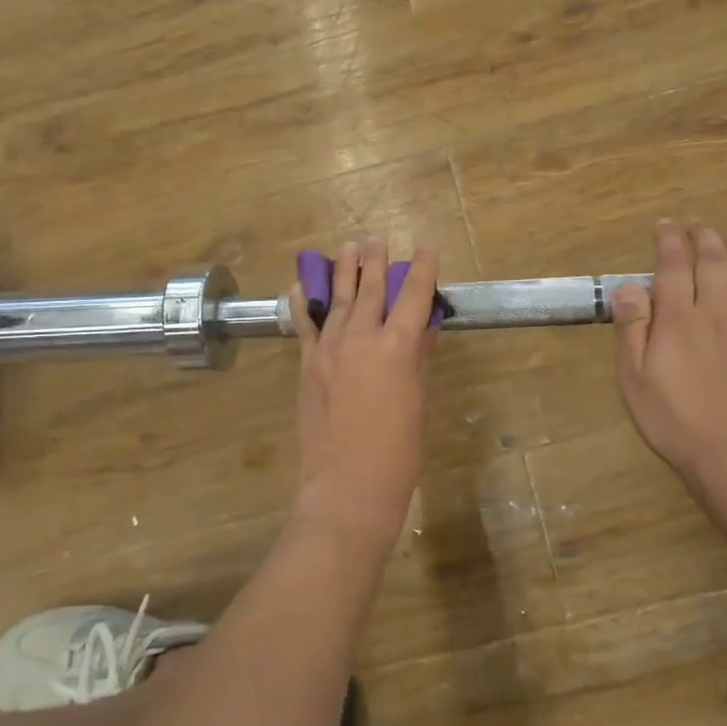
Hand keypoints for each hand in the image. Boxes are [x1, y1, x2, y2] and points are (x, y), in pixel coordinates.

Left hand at [290, 239, 438, 557]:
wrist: (348, 485)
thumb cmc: (399, 449)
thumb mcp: (418, 399)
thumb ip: (418, 357)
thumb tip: (423, 326)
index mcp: (397, 347)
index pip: (412, 296)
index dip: (421, 270)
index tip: (425, 250)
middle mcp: (361, 338)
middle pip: (370, 289)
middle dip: (375, 261)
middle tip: (376, 240)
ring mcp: (329, 349)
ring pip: (338, 299)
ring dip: (343, 271)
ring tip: (347, 248)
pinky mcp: (308, 364)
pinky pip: (305, 325)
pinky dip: (304, 303)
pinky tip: (301, 285)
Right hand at [611, 220, 726, 494]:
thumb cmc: (675, 421)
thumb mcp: (634, 379)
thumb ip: (632, 329)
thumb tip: (628, 285)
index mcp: (678, 319)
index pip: (673, 267)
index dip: (669, 241)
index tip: (665, 224)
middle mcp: (717, 312)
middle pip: (713, 263)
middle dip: (704, 237)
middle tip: (698, 223)